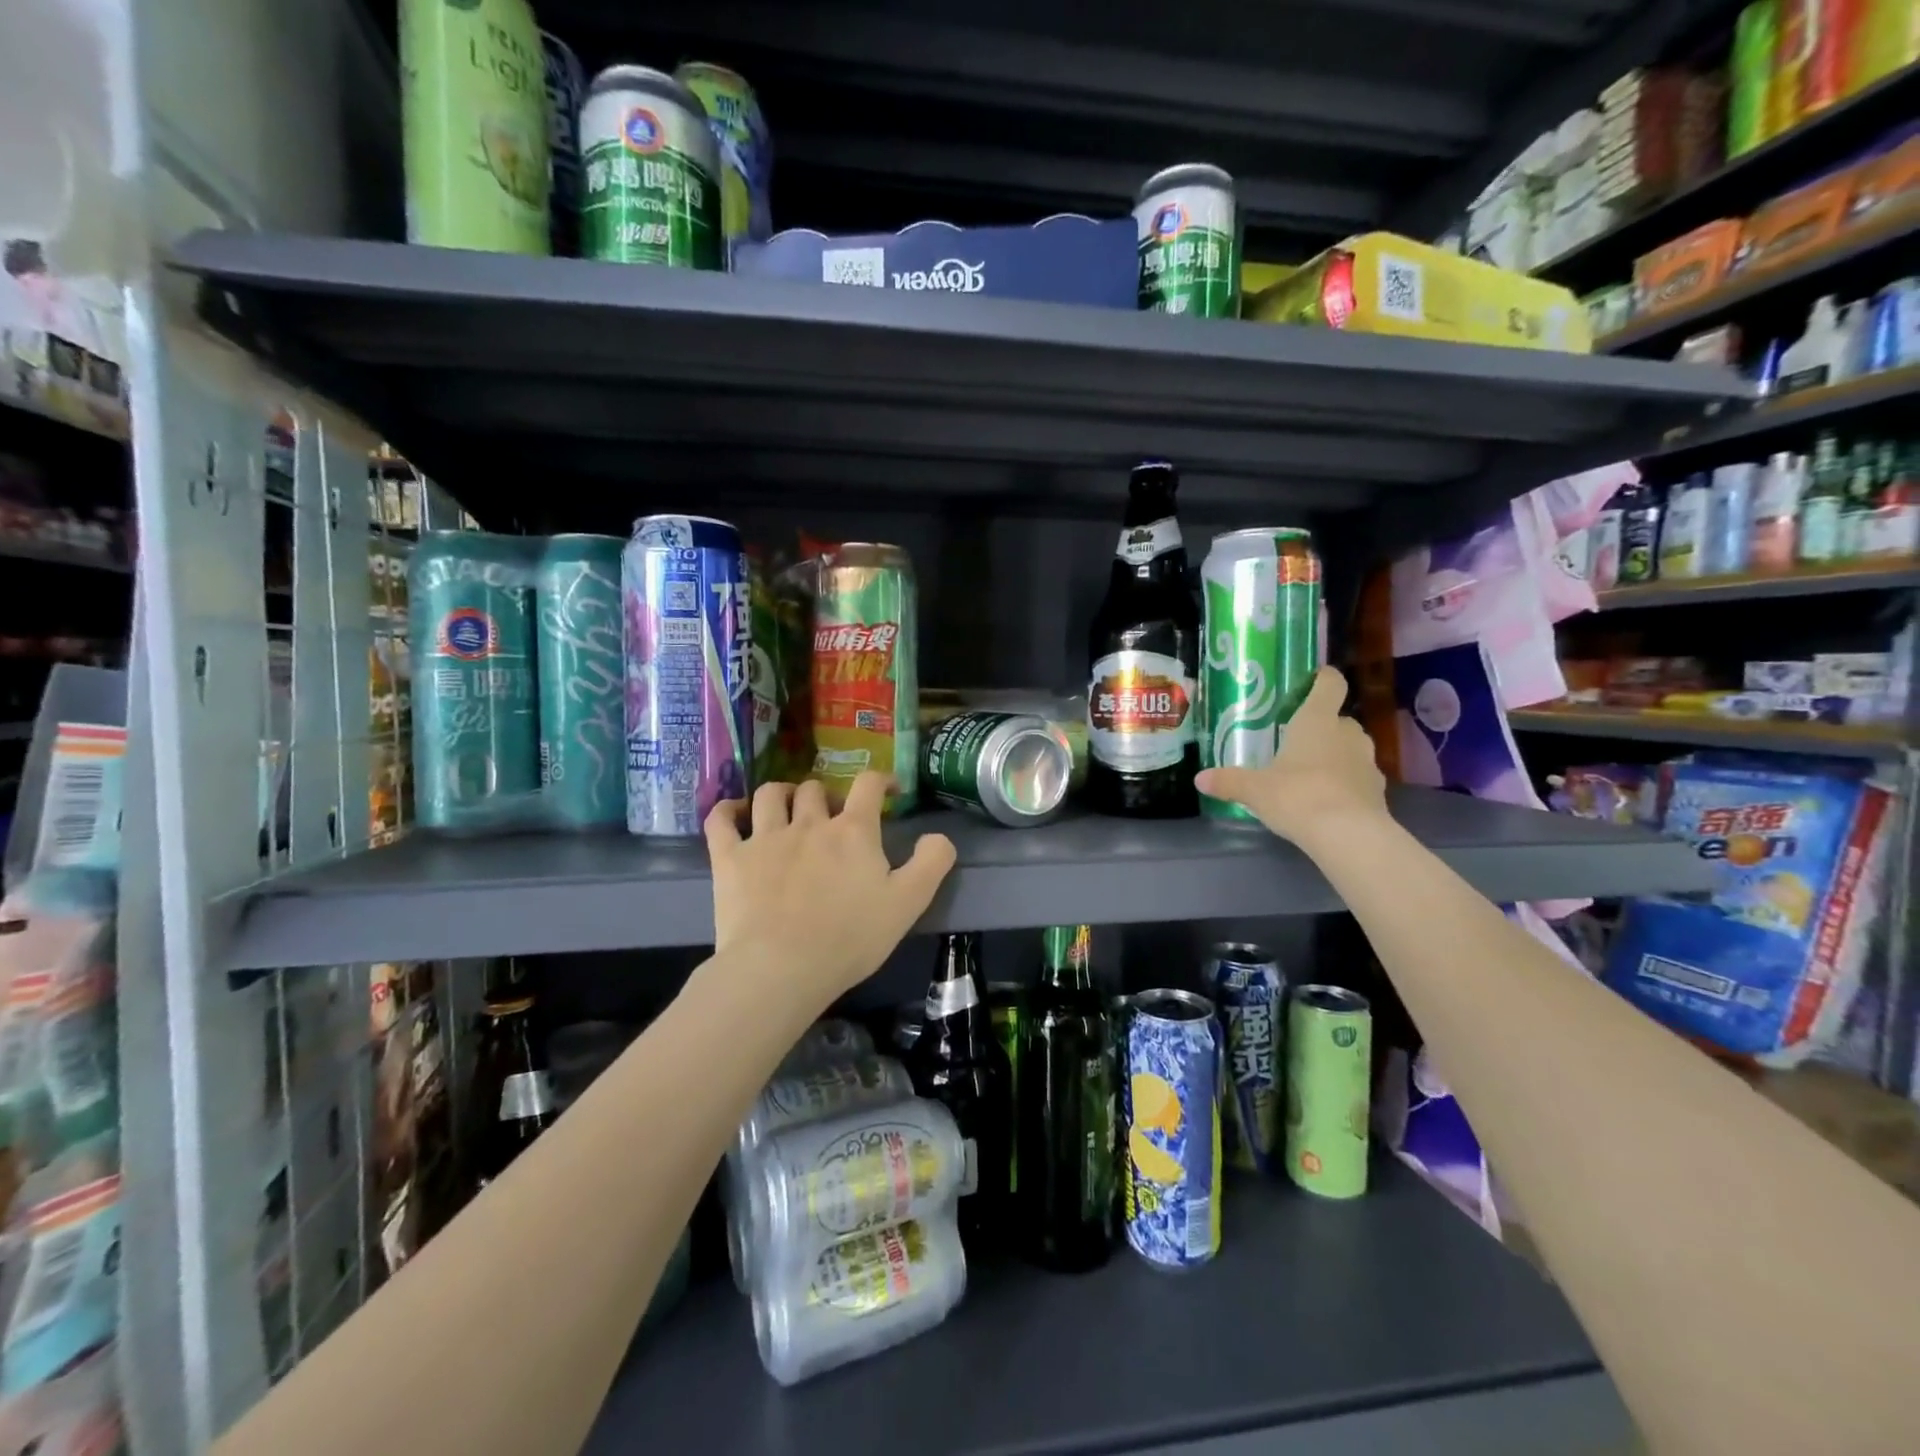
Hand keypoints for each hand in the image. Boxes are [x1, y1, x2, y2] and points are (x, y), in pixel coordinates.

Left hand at [704, 772, 956, 1007]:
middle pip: (815, 789)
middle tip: (831, 816)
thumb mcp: (908, 903)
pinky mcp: (730, 858)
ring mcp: (765, 838)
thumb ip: (931, 863)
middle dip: (825, 796)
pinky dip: (727, 810)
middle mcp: (808, 823)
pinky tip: (734, 813)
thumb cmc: (850, 938)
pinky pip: (721, 819)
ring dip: (780, 793)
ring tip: (786, 805)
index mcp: (853, 831)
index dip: (880, 779)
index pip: (868, 785)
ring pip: (769, 795)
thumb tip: (937, 835)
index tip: (887, 789)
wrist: (782, 968)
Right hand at [1194, 667, 1388, 850]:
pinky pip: (1359, 777)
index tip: (1315, 678)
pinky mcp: (1377, 790)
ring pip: (1351, 748)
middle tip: (1298, 740)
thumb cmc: (1297, 795)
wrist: (1348, 835)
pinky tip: (1328, 799)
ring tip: (1311, 772)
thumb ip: (1229, 781)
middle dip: (1323, 727)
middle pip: (1339, 719)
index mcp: (1316, 721)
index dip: (1324, 678)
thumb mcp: (1254, 790)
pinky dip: (1346, 782)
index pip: (1329, 685)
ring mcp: (1367, 761)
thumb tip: (1199, 779)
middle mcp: (1347, 734)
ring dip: (1336, 754)